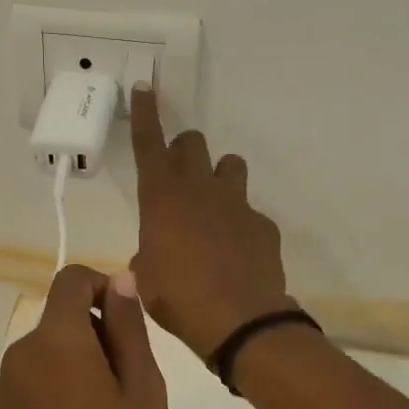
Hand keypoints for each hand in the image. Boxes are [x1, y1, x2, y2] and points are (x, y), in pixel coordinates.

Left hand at [0, 265, 172, 408]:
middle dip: (91, 333)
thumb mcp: (144, 388)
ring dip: (72, 364)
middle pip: (56, 321)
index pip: (70, 281)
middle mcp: (18, 359)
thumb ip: (127, 326)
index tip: (126, 322)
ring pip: (42, 355)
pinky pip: (29, 387)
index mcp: (55, 342)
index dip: (102, 287)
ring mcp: (2, 395)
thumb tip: (120, 279)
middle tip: (126, 381)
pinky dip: (52, 392)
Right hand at [130, 87, 292, 358]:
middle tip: (178, 174)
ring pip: (229, 164)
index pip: (149, 145)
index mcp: (161, 199)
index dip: (146, 114)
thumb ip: (147, 258)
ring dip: (217, 175)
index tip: (146, 87)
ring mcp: (236, 203)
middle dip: (183, 150)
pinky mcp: (262, 224)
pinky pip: (249, 210)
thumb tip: (149, 259)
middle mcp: (199, 190)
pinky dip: (240, 222)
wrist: (239, 321)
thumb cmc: (178, 298)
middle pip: (193, 143)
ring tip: (212, 205)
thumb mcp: (146, 279)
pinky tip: (236, 250)